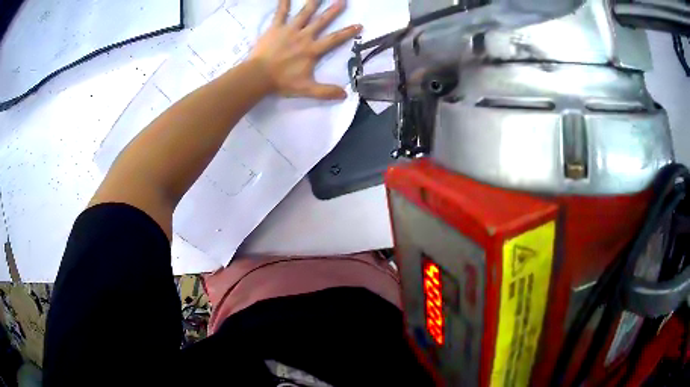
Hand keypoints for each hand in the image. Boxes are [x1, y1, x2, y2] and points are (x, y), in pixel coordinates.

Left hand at [249, 0, 362, 99]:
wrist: (258, 76)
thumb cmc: (282, 82)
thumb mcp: (306, 89)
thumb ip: (325, 92)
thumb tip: (345, 95)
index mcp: (312, 50)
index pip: (334, 39)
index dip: (347, 32)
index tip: (359, 25)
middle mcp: (304, 36)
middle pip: (321, 21)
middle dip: (333, 11)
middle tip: (342, 0)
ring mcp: (289, 30)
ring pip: (304, 14)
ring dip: (313, 3)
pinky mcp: (275, 28)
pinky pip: (281, 13)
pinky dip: (283, 3)